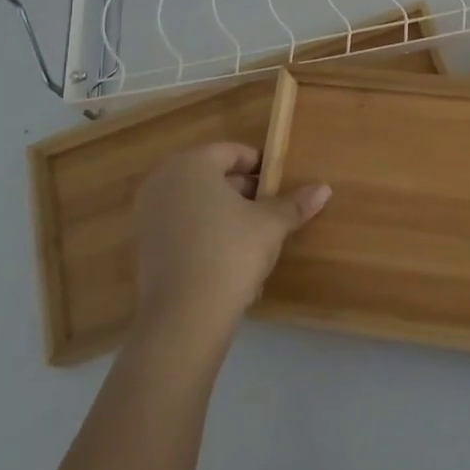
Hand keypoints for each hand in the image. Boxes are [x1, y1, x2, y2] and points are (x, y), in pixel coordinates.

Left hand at [131, 142, 330, 339]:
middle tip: (270, 210)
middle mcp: (163, 181)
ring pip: (197, 202)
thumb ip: (294, 204)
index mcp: (191, 164)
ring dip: (224, 213)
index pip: (232, 152)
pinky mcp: (144, 245)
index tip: (280, 185)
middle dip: (243, 190)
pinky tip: (228, 258)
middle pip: (212, 176)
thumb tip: (324, 189)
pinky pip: (182, 226)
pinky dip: (204, 233)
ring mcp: (148, 214)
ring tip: (254, 236)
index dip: (261, 166)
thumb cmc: (230, 253)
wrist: (184, 317)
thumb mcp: (270, 225)